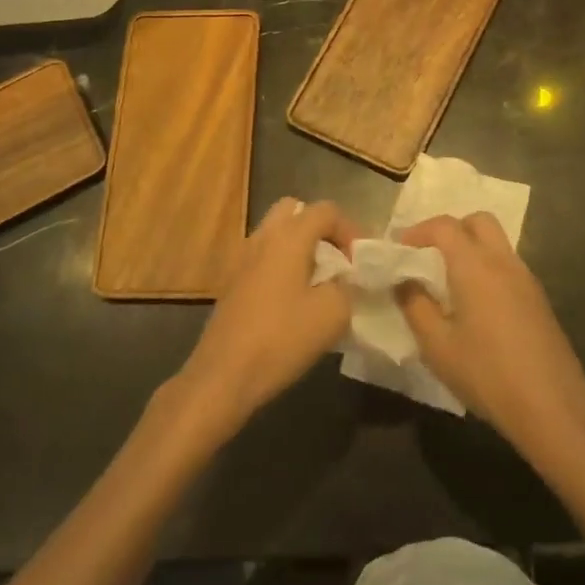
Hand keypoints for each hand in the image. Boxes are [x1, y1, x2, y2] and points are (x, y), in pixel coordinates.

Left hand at [180, 198, 359, 431]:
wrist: (224, 374)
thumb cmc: (282, 338)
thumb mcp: (333, 313)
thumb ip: (347, 286)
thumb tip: (343, 280)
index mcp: (289, 237)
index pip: (326, 210)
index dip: (350, 230)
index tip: (360, 262)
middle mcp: (263, 237)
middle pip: (294, 211)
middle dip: (320, 230)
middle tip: (336, 261)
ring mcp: (242, 258)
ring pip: (276, 234)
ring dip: (300, 248)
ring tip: (318, 282)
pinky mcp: (232, 282)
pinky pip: (264, 257)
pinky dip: (282, 265)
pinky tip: (293, 300)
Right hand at [396, 214, 584, 458]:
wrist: (552, 406)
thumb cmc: (487, 373)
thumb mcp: (437, 345)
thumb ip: (415, 306)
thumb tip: (403, 281)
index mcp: (475, 266)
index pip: (444, 226)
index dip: (417, 231)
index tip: (398, 249)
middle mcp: (503, 262)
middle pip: (478, 221)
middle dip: (450, 229)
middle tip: (427, 255)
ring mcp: (526, 279)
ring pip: (496, 243)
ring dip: (470, 248)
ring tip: (447, 281)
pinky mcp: (538, 299)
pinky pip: (507, 266)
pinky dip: (486, 268)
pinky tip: (475, 304)